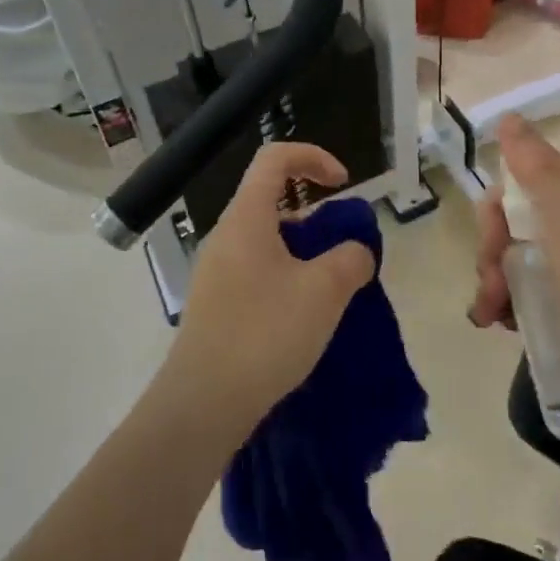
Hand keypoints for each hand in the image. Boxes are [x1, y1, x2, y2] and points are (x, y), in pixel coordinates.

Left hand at [167, 142, 376, 427]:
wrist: (203, 403)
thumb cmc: (265, 333)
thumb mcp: (324, 292)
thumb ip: (350, 259)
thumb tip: (356, 251)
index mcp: (246, 218)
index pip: (274, 158)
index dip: (313, 156)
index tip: (343, 184)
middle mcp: (226, 235)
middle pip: (271, 199)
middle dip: (314, 214)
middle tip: (342, 249)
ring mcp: (216, 270)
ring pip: (266, 239)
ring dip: (303, 251)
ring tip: (330, 289)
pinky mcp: (216, 302)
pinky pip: (256, 270)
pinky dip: (286, 276)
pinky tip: (303, 316)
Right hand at [470, 115, 559, 417]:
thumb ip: (535, 166)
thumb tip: (510, 117)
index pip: (519, 187)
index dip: (494, 218)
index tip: (490, 252)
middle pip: (518, 224)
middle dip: (494, 256)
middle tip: (491, 295)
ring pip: (524, 259)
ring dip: (499, 284)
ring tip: (493, 319)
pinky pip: (541, 288)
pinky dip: (518, 302)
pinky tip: (509, 325)